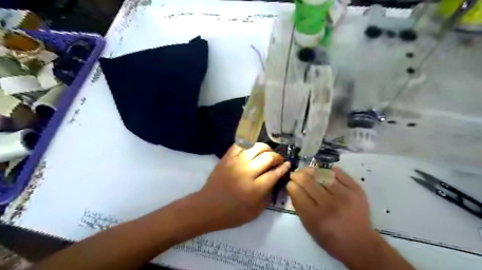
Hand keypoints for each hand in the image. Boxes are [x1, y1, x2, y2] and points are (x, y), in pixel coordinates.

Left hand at [193, 144, 288, 231]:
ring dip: (265, 148)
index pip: (275, 173)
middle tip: (278, 160)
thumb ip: (268, 194)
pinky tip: (252, 150)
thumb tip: (276, 179)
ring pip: (256, 147)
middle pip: (268, 157)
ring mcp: (235, 162)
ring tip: (267, 153)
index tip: (287, 164)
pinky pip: (240, 144)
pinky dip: (249, 145)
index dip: (284, 167)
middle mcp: (247, 172)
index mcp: (255, 188)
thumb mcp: (256, 211)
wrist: (207, 207)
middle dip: (277, 157)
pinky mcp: (226, 158)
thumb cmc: (233, 213)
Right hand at [287, 168, 373, 263]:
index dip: (291, 185)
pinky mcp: (356, 190)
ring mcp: (345, 196)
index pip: (298, 194)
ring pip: (322, 174)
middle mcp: (330, 205)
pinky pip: (338, 173)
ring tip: (306, 170)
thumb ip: (299, 207)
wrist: (360, 243)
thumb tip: (292, 187)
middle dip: (298, 175)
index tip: (290, 183)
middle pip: (308, 182)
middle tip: (295, 174)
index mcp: (316, 218)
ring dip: (311, 170)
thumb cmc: (330, 238)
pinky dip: (328, 170)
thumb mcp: (310, 227)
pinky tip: (323, 172)